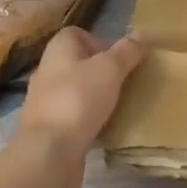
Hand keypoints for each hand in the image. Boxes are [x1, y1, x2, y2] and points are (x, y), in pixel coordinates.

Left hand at [16, 27, 144, 187]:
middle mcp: (47, 71)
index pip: (78, 34)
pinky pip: (72, 118)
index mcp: (58, 49)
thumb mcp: (110, 69)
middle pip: (78, 63)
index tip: (119, 58)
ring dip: (94, 98)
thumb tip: (141, 33)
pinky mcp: (48, 131)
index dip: (100, 41)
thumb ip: (127, 51)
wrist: (48, 154)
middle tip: (124, 82)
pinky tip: (104, 131)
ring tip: (118, 107)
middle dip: (101, 72)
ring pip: (75, 92)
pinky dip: (87, 122)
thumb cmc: (78, 99)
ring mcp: (45, 103)